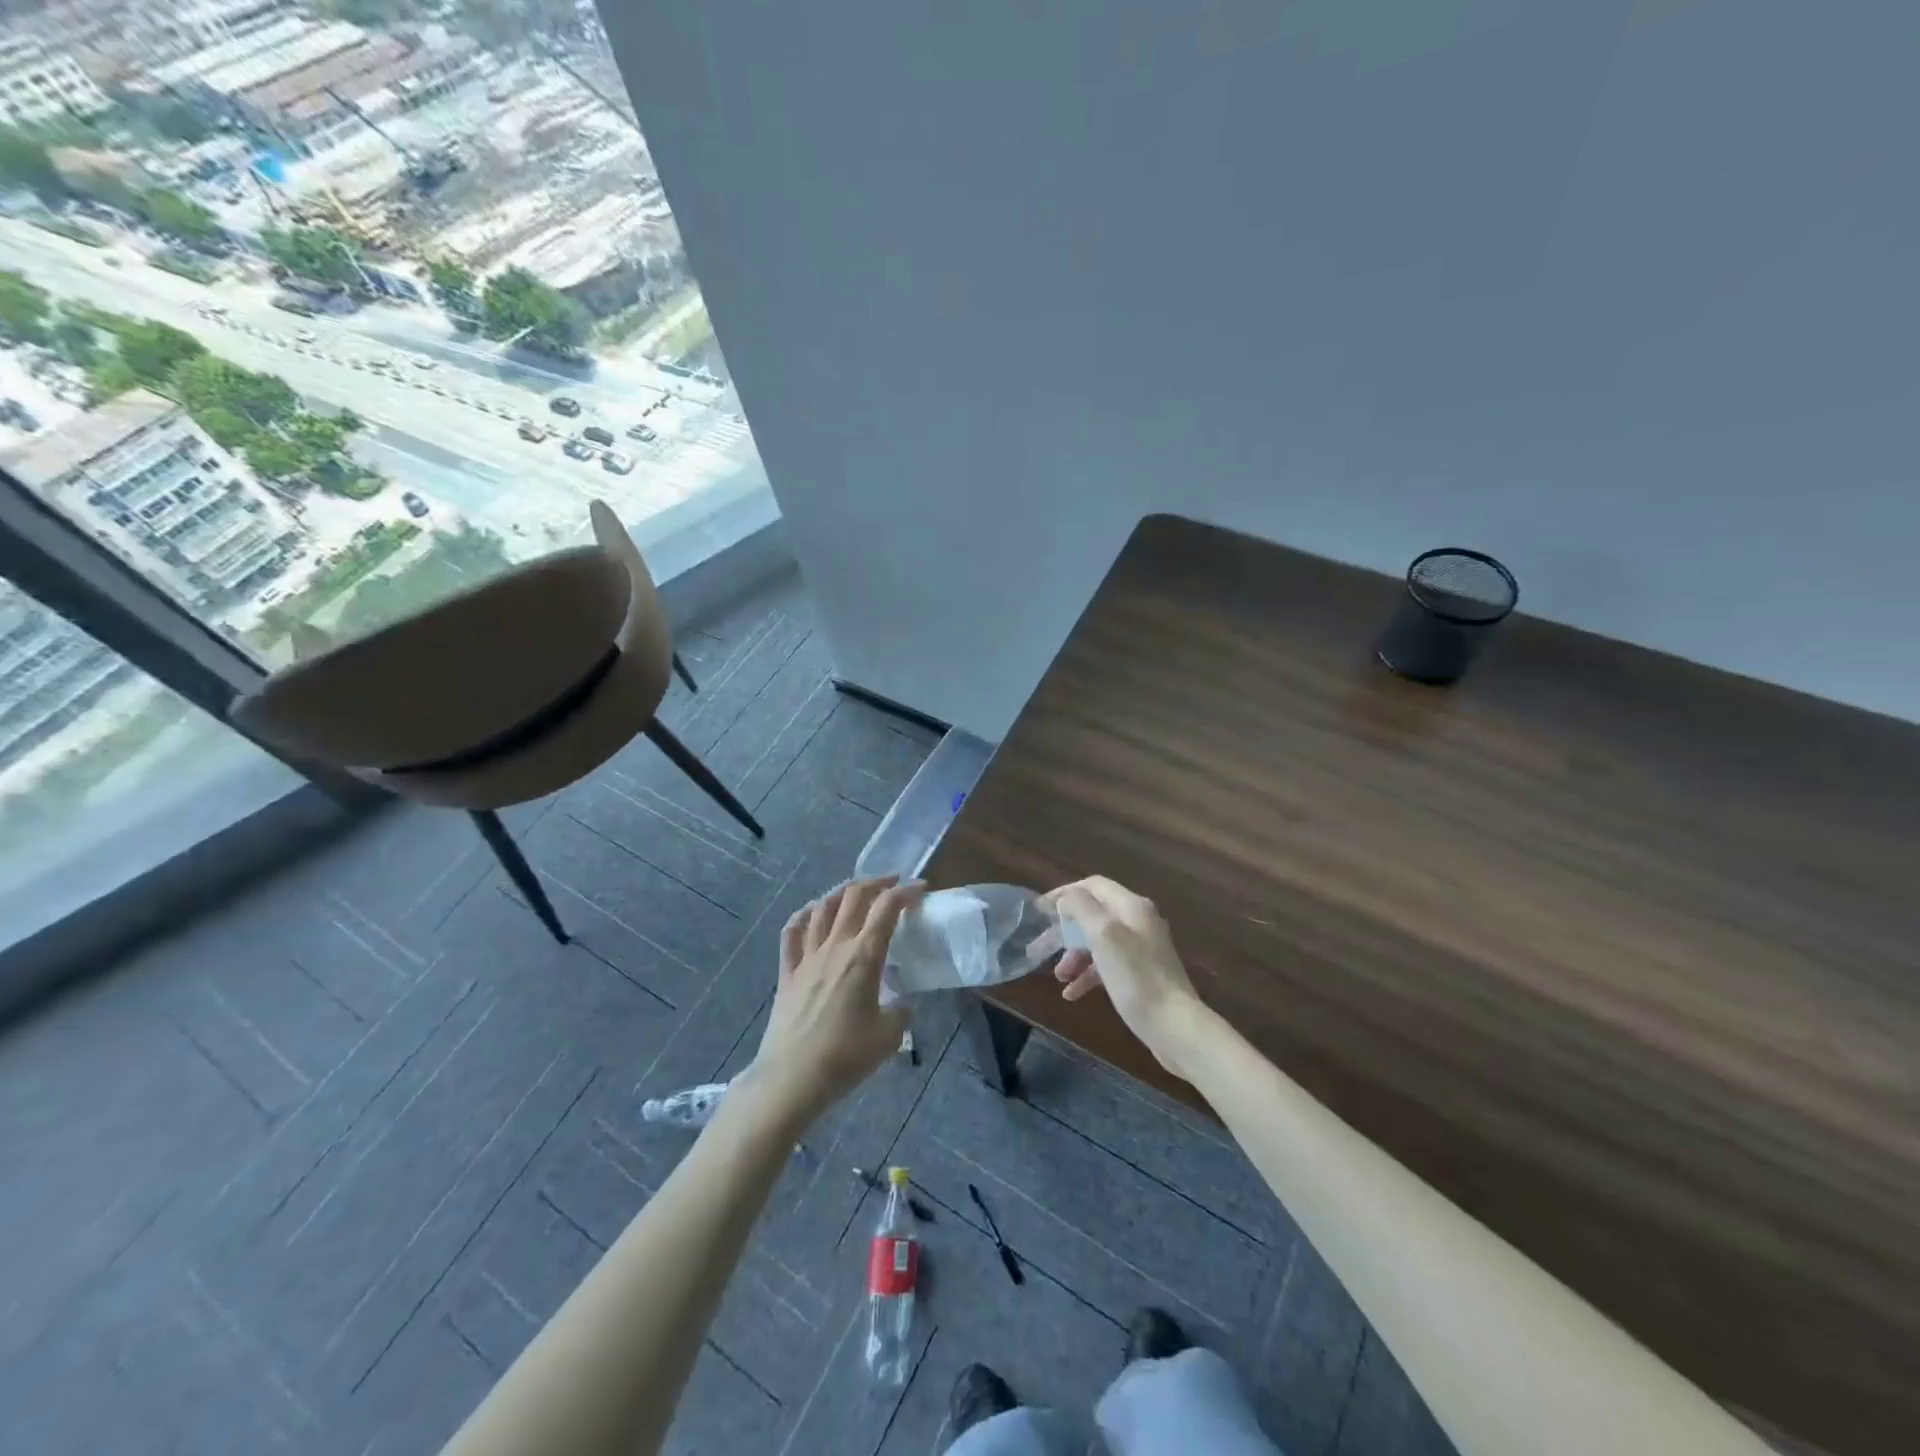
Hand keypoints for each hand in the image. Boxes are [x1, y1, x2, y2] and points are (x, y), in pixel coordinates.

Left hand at [742, 876, 918, 1126]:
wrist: (792, 1078)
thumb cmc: (845, 1056)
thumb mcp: (889, 1037)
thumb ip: (901, 1012)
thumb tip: (903, 1002)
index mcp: (864, 956)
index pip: (887, 908)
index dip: (906, 892)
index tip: (921, 888)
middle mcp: (835, 946)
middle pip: (854, 897)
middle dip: (876, 882)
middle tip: (893, 882)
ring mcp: (807, 957)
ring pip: (823, 907)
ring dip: (842, 891)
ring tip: (856, 890)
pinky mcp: (786, 972)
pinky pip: (792, 932)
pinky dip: (804, 915)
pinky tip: (812, 912)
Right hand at [1042, 877, 1208, 1079]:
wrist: (1174, 1026)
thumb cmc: (1136, 977)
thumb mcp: (1104, 935)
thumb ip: (1082, 908)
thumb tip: (1067, 898)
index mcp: (1132, 906)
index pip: (1093, 886)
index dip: (1065, 893)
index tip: (1040, 910)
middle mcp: (1138, 921)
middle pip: (1093, 915)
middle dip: (1064, 931)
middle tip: (1039, 948)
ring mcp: (1141, 948)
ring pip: (1098, 942)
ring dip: (1074, 955)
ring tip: (1058, 977)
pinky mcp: (1141, 974)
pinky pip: (1107, 965)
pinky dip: (1088, 974)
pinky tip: (1072, 993)